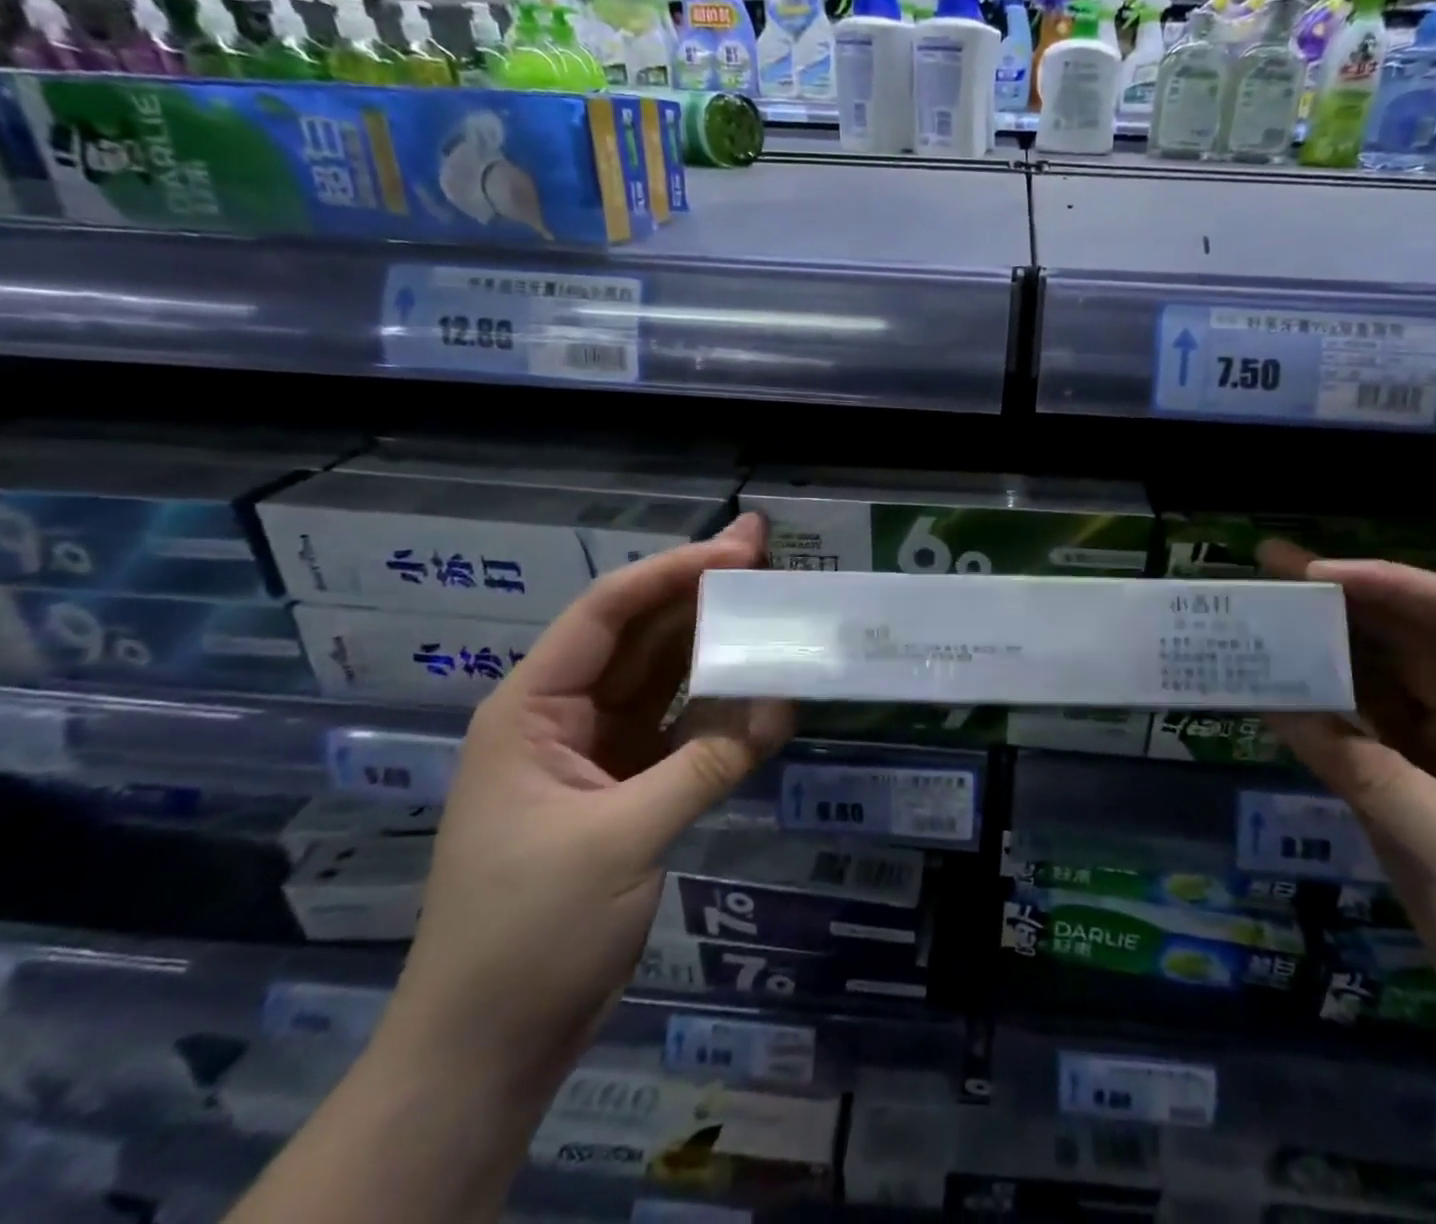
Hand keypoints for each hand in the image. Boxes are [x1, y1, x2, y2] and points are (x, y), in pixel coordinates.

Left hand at [380, 514, 791, 1095]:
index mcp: (532, 708)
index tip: (740, 550)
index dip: (673, 573)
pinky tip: (761, 685)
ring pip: (662, 677)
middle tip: (767, 556)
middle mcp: (563, 716)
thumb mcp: (621, 839)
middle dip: (700, 594)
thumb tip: (784, 704)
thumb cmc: (530, 933)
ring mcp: (597, 751)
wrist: (490, 1047)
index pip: (607, 613)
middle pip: (639, 635)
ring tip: (771, 604)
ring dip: (713, 643)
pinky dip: (719, 706)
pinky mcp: (626, 786)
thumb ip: (707, 764)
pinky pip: (680, 727)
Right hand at [1257, 542, 1435, 1098]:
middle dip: (1341, 602)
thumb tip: (1284, 706)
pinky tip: (1266, 696)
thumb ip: (1374, 776)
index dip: (1389, 585)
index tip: (1315, 575)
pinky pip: (1352, 742)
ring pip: (1374, 687)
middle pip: (1407, 642)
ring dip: (1319, 653)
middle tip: (1266, 571)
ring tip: (1255, 620)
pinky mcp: (1407, 800)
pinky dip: (1311, 717)